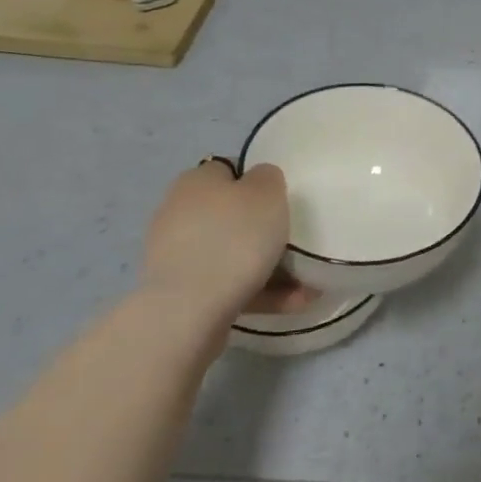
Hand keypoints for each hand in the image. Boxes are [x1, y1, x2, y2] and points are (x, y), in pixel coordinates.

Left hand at [143, 158, 315, 324]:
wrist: (189, 311)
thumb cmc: (234, 238)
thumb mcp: (267, 192)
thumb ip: (268, 177)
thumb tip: (258, 182)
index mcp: (196, 181)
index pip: (230, 170)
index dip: (258, 182)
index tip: (283, 201)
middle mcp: (178, 212)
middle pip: (230, 215)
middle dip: (262, 230)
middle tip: (294, 242)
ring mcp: (175, 255)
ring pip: (231, 253)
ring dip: (266, 266)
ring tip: (305, 286)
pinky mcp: (180, 293)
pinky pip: (227, 285)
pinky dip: (258, 291)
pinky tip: (291, 303)